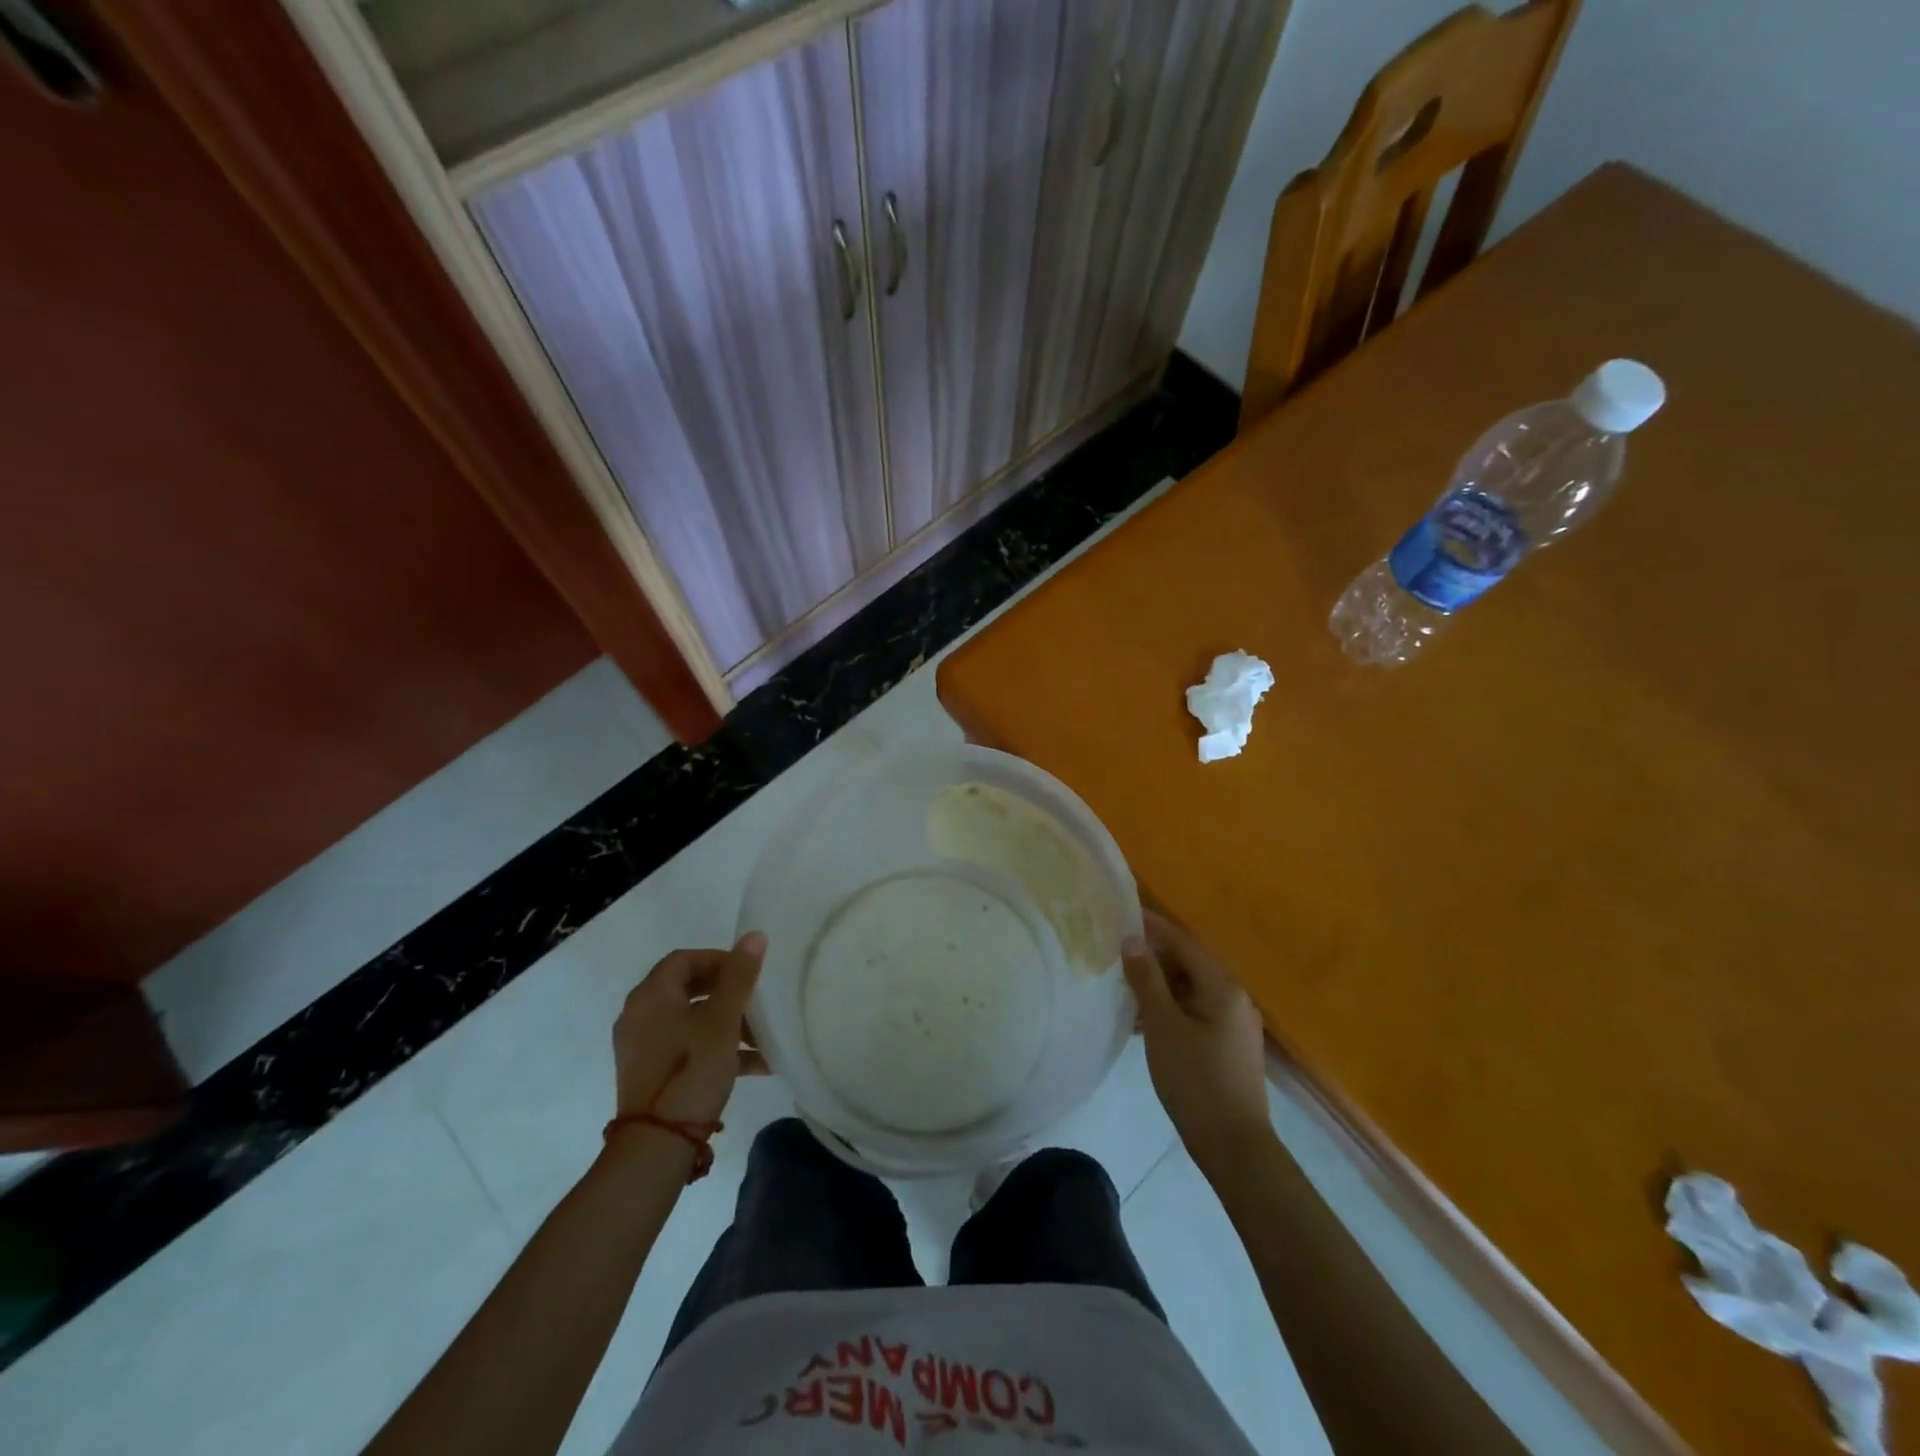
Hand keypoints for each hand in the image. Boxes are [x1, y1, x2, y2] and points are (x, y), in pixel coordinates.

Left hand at [613, 933, 768, 1125]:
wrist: (656, 1145)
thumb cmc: (690, 1070)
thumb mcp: (723, 1019)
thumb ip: (739, 976)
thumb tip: (755, 935)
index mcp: (651, 995)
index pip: (685, 958)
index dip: (719, 959)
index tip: (749, 973)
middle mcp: (639, 1015)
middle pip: (688, 988)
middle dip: (728, 993)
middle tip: (756, 1001)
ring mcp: (642, 1047)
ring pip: (690, 1020)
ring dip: (728, 1023)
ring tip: (762, 1038)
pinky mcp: (650, 1073)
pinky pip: (687, 1047)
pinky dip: (717, 1047)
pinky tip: (755, 1065)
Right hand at [1123, 911, 1273, 1176]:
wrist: (1234, 1147)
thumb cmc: (1195, 1081)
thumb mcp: (1163, 1026)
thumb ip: (1146, 978)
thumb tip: (1132, 938)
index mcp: (1222, 986)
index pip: (1182, 941)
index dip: (1151, 926)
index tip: (1121, 913)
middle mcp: (1235, 997)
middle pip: (1188, 963)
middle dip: (1152, 957)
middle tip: (1115, 954)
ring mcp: (1235, 1023)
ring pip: (1190, 989)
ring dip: (1158, 985)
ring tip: (1123, 988)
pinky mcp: (1229, 1045)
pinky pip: (1196, 1011)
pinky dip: (1170, 1008)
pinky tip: (1143, 1022)